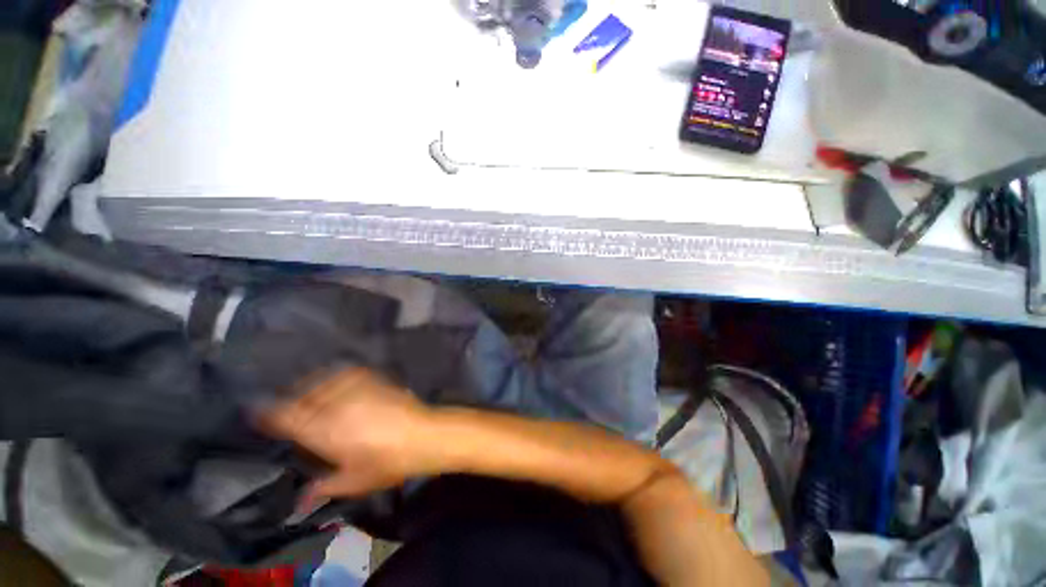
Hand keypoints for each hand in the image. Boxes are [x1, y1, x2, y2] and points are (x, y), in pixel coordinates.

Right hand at [259, 367, 437, 499]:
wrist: (422, 435)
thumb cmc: (386, 463)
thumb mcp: (352, 482)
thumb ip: (323, 487)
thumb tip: (302, 497)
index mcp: (323, 431)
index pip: (285, 417)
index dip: (268, 414)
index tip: (259, 412)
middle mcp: (335, 404)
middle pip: (302, 396)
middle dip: (290, 400)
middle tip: (289, 408)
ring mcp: (356, 389)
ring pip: (323, 381)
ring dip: (311, 386)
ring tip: (311, 395)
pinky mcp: (374, 379)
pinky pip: (347, 372)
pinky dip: (336, 376)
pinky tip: (337, 383)